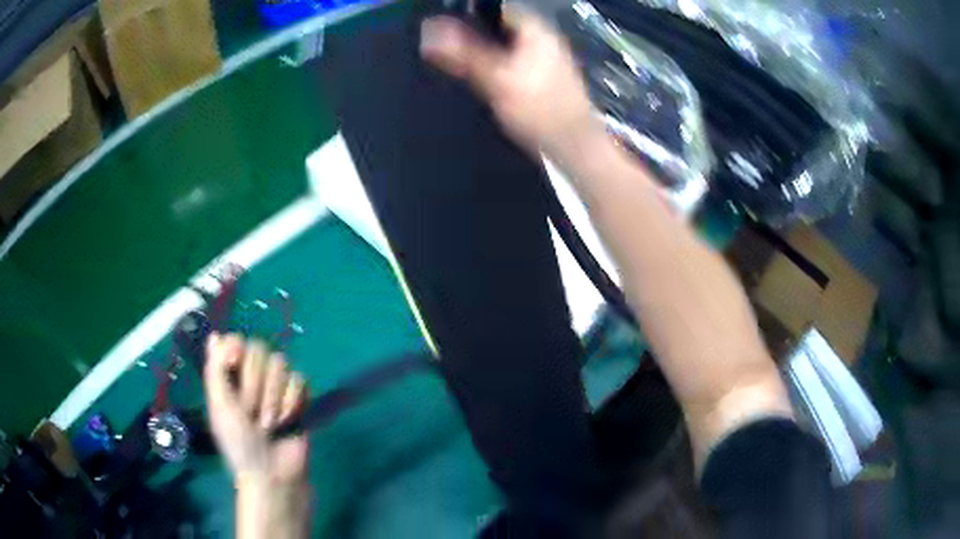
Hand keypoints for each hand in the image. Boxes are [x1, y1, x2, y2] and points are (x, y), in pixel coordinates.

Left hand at [204, 333, 308, 485]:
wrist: (273, 472)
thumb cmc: (239, 443)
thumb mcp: (220, 407)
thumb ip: (216, 370)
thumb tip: (215, 335)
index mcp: (229, 376)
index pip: (236, 340)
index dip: (236, 349)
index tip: (234, 364)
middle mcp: (253, 375)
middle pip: (259, 349)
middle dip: (254, 385)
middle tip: (250, 413)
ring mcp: (277, 385)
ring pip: (280, 363)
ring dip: (272, 397)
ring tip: (269, 422)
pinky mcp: (299, 396)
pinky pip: (299, 380)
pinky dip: (291, 402)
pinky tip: (287, 420)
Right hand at [420, 6, 600, 157]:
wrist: (573, 147)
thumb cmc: (540, 109)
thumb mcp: (497, 79)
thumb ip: (464, 53)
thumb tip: (429, 30)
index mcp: (535, 29)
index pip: (496, 6)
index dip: (468, 12)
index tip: (443, 24)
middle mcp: (541, 38)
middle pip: (497, 25)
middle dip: (471, 33)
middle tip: (442, 45)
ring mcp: (543, 58)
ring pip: (502, 45)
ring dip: (480, 52)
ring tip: (453, 62)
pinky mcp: (539, 78)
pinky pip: (508, 63)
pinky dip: (491, 67)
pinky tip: (478, 80)